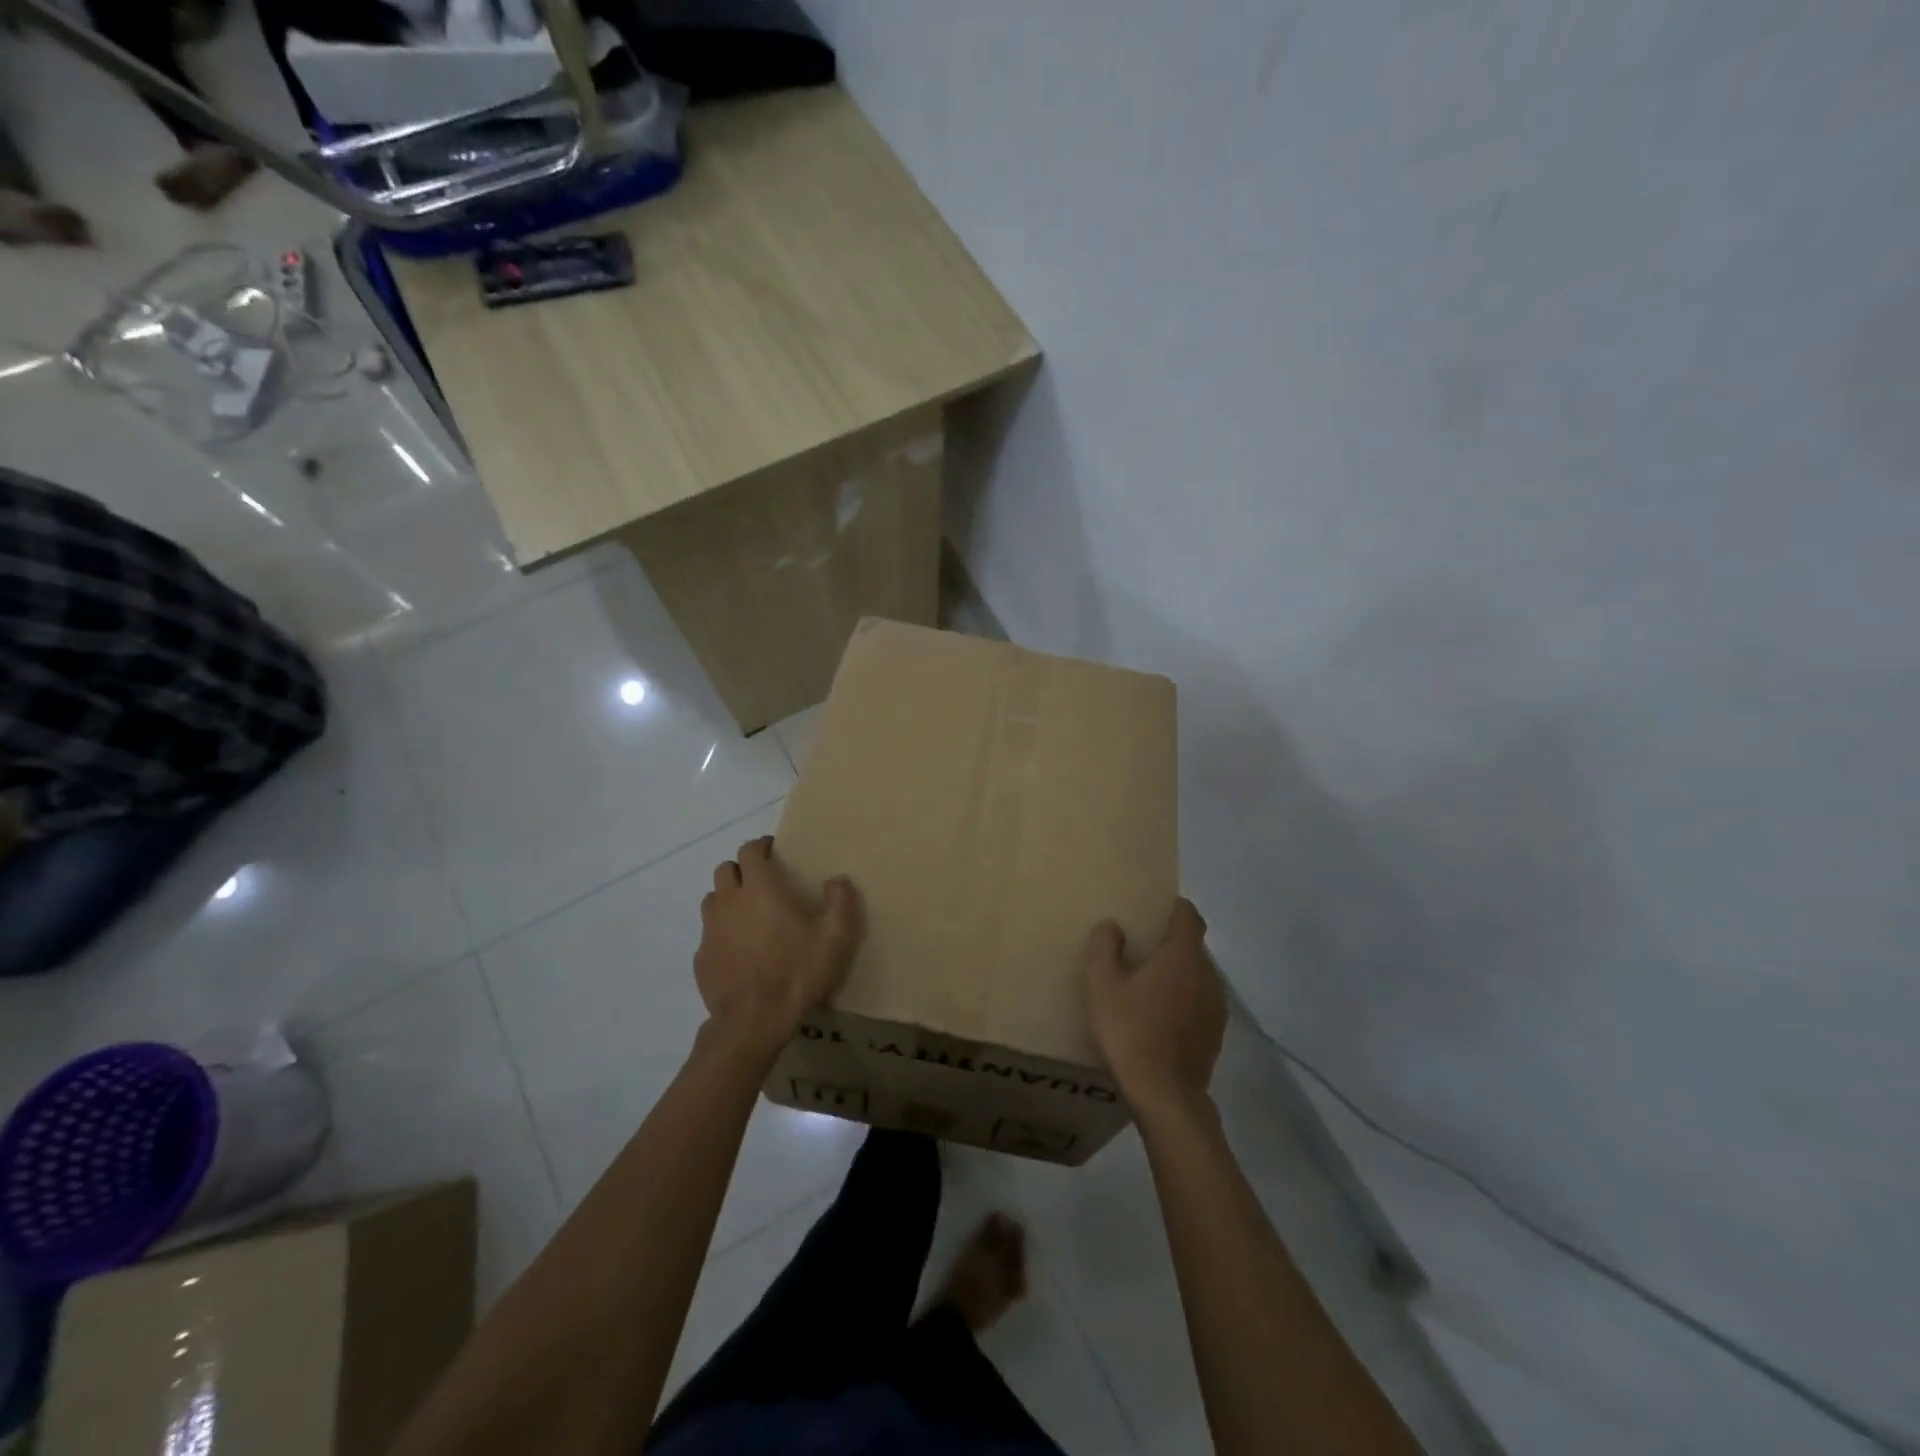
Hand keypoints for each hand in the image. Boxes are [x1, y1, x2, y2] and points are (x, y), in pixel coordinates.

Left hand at [696, 836, 862, 1057]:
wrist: (753, 1022)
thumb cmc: (797, 972)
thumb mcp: (835, 937)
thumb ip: (840, 901)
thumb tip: (838, 879)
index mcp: (759, 889)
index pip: (749, 851)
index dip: (760, 846)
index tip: (773, 850)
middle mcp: (729, 902)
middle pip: (725, 870)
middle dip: (742, 869)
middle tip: (762, 882)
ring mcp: (710, 930)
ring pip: (712, 899)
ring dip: (728, 898)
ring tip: (748, 913)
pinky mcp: (701, 958)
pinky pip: (709, 934)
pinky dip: (722, 932)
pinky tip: (739, 950)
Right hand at [1085, 899, 1225, 1116]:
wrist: (1165, 1095)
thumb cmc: (1130, 1031)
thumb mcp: (1102, 985)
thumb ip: (1105, 947)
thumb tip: (1113, 925)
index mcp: (1182, 955)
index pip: (1189, 916)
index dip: (1174, 907)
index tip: (1154, 907)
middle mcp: (1207, 974)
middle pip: (1193, 945)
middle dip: (1171, 942)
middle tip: (1141, 947)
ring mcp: (1216, 1006)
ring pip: (1198, 975)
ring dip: (1178, 973)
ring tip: (1148, 984)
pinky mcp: (1216, 1032)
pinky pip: (1200, 1001)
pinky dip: (1184, 999)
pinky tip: (1160, 1016)